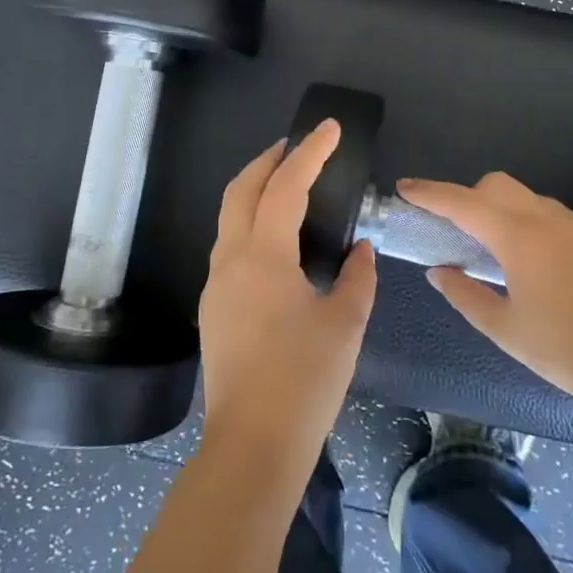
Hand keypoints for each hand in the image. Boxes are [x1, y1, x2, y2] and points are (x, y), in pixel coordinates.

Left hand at [198, 121, 377, 480]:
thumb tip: (359, 250)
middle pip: (240, 190)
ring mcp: (215, 284)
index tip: (328, 129)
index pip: (285, 187)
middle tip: (298, 146)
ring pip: (229, 218)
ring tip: (288, 185)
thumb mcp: (345, 324)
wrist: (253, 444)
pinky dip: (250, 223)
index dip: (309, 153)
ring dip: (255, 191)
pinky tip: (276, 239)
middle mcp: (230, 260)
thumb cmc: (305, 380)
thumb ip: (357, 278)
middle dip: (267, 160)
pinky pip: (229, 246)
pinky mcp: (213, 308)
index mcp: (263, 257)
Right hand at [397, 172, 572, 409]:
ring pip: (530, 199)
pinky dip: (539, 227)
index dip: (431, 193)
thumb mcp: (502, 328)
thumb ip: (464, 294)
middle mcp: (549, 219)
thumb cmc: (562, 350)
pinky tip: (546, 265)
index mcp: (519, 239)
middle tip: (459, 230)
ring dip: (506, 213)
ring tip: (505, 255)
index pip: (464, 203)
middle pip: (497, 185)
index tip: (406, 187)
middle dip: (470, 197)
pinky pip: (559, 217)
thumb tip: (439, 271)